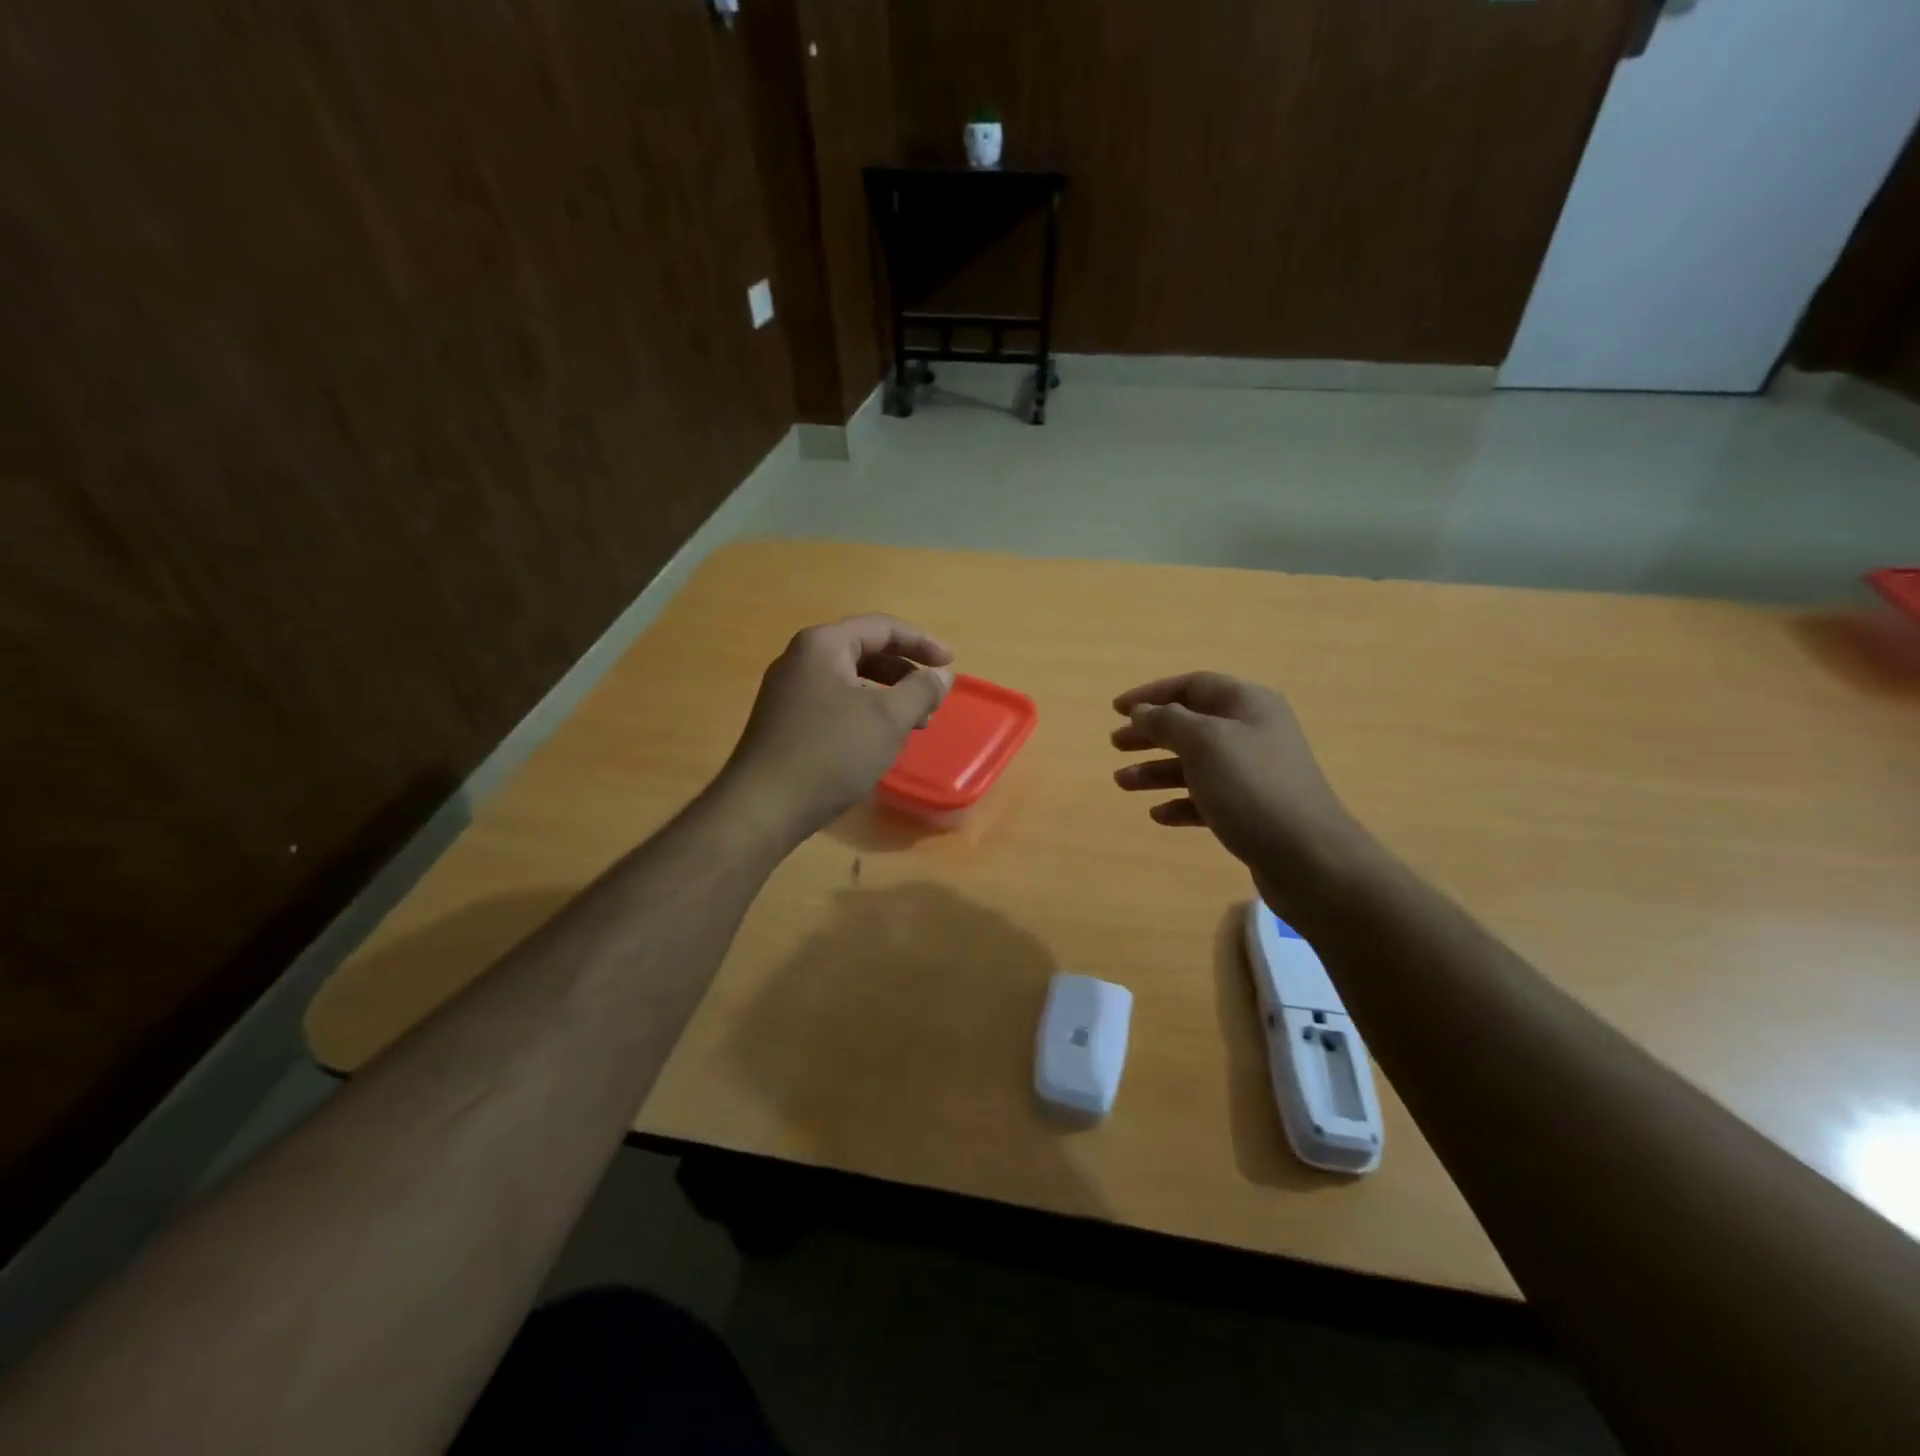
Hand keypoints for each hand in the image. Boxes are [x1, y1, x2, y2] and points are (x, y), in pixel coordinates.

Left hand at [718, 614, 954, 842]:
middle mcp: (800, 659)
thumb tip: (942, 674)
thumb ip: (921, 690)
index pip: (882, 627)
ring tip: (914, 724)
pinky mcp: (784, 721)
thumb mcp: (888, 719)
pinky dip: (864, 712)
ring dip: (887, 695)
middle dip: (904, 672)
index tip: (951, 664)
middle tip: (932, 698)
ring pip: (850, 680)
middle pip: (864, 651)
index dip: (922, 643)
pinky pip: (834, 702)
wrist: (763, 807)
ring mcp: (788, 691)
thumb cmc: (831, 753)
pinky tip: (878, 740)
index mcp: (823, 645)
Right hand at [1111, 672, 1369, 909]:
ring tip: (1122, 783)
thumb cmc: (1252, 788)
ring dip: (1156, 770)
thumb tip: (1142, 712)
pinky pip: (1207, 798)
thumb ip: (1167, 721)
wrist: (1309, 858)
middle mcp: (1253, 732)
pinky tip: (1158, 815)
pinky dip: (1180, 802)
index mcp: (1248, 705)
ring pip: (1195, 763)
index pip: (1192, 685)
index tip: (1116, 710)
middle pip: (1191, 724)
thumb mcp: (1204, 742)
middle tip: (1115, 745)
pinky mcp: (1252, 810)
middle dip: (1151, 733)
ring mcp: (1254, 774)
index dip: (1151, 694)